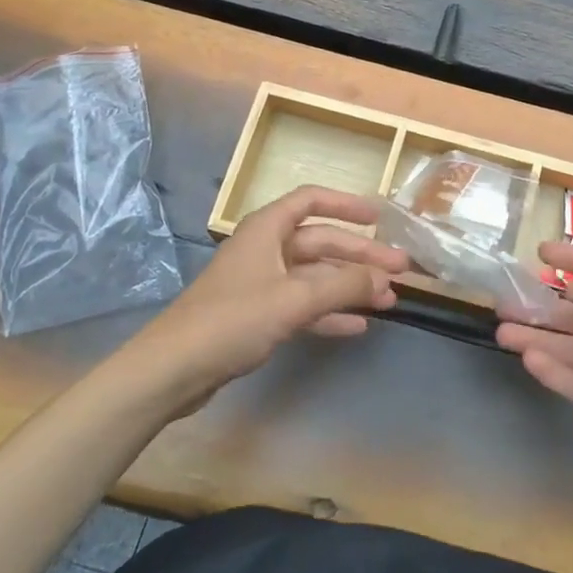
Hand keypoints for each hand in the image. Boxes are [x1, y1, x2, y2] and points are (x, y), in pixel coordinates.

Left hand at [132, 186, 408, 415]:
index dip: (346, 204)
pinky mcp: (257, 317)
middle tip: (400, 271)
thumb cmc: (232, 320)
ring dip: (350, 286)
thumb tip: (383, 278)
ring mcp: (261, 284)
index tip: (380, 217)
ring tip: (388, 301)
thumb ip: (342, 286)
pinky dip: (329, 313)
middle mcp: (266, 249)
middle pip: (321, 243)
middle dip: (360, 256)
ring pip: (316, 276)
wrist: (172, 371)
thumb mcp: (293, 299)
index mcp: (267, 230)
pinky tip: (357, 326)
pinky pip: (303, 306)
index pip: (312, 201)